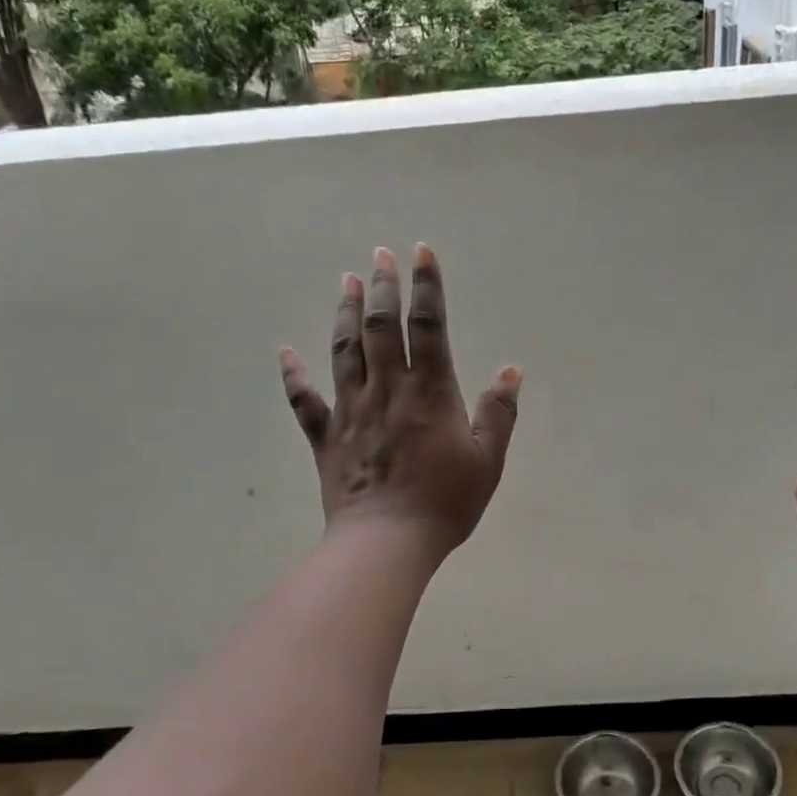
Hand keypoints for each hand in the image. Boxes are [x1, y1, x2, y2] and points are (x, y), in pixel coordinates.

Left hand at [280, 245, 520, 560]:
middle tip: (380, 255)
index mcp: (430, 393)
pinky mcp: (327, 438)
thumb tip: (511, 371)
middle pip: (382, 328)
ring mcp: (352, 412)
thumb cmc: (444, 503)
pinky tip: (285, 352)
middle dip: (384, 287)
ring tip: (347, 282)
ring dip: (346, 314)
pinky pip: (305, 401)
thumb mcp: (487, 460)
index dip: (426, 287)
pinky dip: (293, 375)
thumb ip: (499, 413)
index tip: (421, 253)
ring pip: (346, 351)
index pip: (428, 327)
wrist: (387, 542)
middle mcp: (388, 390)